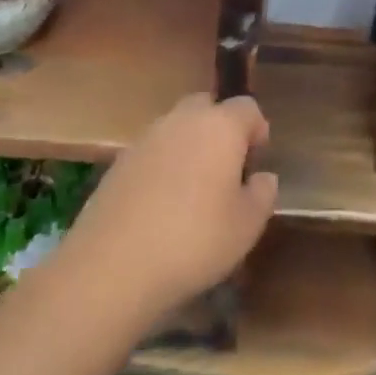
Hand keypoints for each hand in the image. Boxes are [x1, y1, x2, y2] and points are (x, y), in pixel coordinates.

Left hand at [55, 93, 276, 322]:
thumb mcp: (247, 225)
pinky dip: (162, 167)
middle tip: (226, 171)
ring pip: (176, 129)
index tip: (256, 163)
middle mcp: (181, 121)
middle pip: (207, 108)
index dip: (257, 130)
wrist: (113, 267)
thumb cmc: (195, 241)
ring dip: (189, 147)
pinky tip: (162, 206)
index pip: (247, 107)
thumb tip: (262, 177)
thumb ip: (262, 193)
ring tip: (193, 191)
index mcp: (220, 127)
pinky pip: (152, 152)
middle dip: (220, 130)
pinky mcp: (118, 163)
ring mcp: (145, 139)